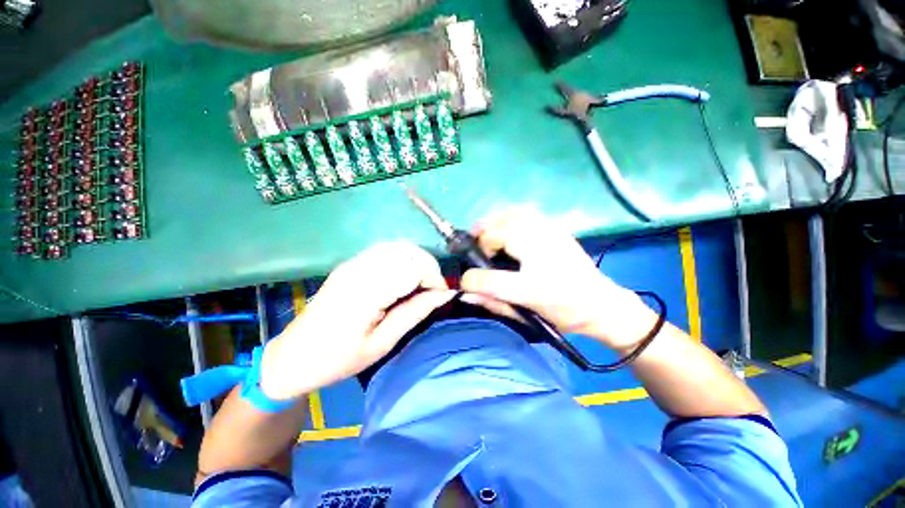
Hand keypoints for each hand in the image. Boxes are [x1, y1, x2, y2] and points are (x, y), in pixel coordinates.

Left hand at [260, 242, 455, 399]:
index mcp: (366, 293)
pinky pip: (385, 250)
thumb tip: (443, 295)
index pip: (413, 268)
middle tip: (434, 289)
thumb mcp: (382, 344)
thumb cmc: (337, 359)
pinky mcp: (350, 264)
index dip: (434, 278)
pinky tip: (404, 276)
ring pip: (397, 246)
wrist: (293, 357)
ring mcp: (352, 263)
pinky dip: (402, 258)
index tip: (442, 295)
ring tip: (422, 282)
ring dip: (416, 260)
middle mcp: (359, 269)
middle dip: (428, 266)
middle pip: (407, 251)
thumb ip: (414, 314)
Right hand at [460, 208, 658, 350]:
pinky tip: (506, 229)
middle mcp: (540, 253)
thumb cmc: (565, 312)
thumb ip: (494, 303)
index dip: (472, 276)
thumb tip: (465, 293)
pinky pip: (524, 212)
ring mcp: (549, 233)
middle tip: (475, 251)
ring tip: (486, 237)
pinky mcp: (555, 226)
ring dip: (492, 224)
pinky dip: (507, 217)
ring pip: (510, 215)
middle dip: (480, 239)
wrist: (601, 303)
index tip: (468, 279)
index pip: (491, 275)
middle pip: (497, 231)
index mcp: (534, 282)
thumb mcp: (528, 313)